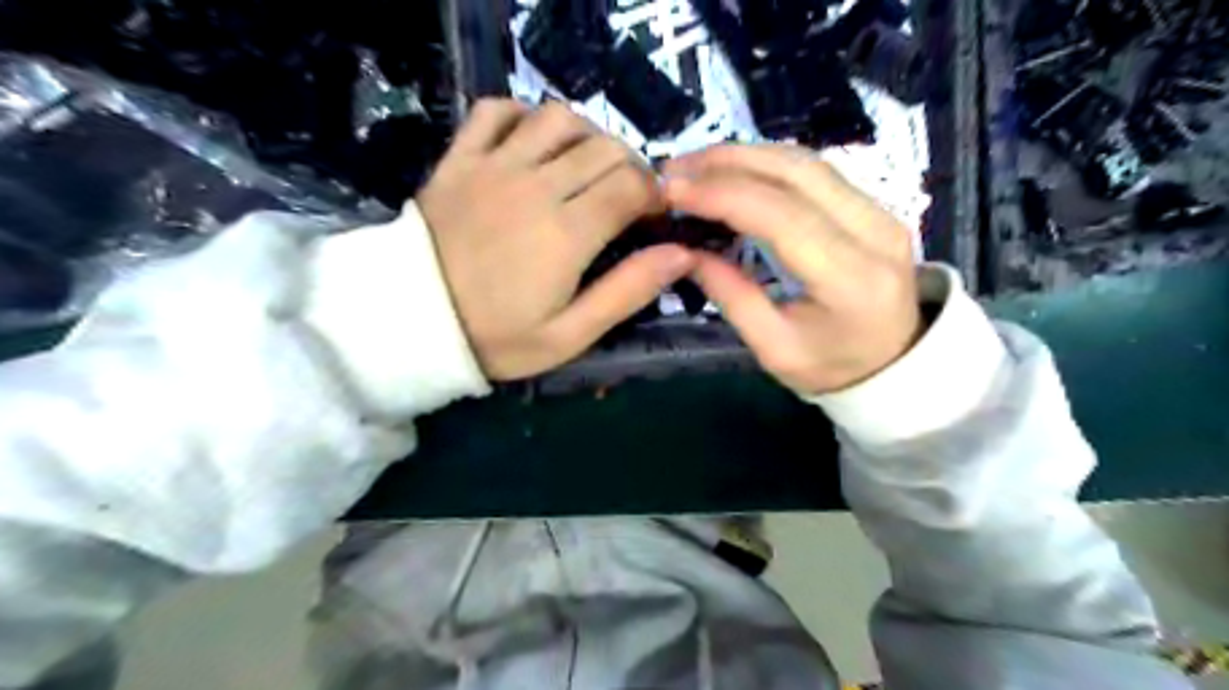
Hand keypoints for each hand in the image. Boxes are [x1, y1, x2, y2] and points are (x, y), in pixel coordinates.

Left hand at [419, 99, 695, 378]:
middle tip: (625, 198)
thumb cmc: (496, 337)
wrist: (411, 324)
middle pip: (605, 148)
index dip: (655, 196)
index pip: (632, 186)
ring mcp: (493, 166)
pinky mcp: (459, 158)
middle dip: (629, 168)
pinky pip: (496, 110)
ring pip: (558, 118)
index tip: (654, 217)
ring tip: (586, 168)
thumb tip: (681, 254)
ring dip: (586, 136)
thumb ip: (627, 292)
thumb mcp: (570, 335)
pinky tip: (533, 143)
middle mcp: (535, 186)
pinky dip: (523, 115)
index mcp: (567, 232)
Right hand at [662, 145, 922, 394]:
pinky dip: (765, 164)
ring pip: (805, 162)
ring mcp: (880, 210)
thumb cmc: (832, 368)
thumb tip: (685, 249)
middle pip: (796, 172)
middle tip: (674, 169)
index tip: (673, 190)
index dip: (723, 194)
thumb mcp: (774, 348)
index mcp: (851, 279)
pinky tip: (731, 171)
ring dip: (744, 155)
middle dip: (727, 162)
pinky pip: (814, 170)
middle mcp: (875, 231)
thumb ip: (731, 296)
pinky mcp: (873, 204)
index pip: (782, 215)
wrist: (897, 363)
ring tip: (694, 166)